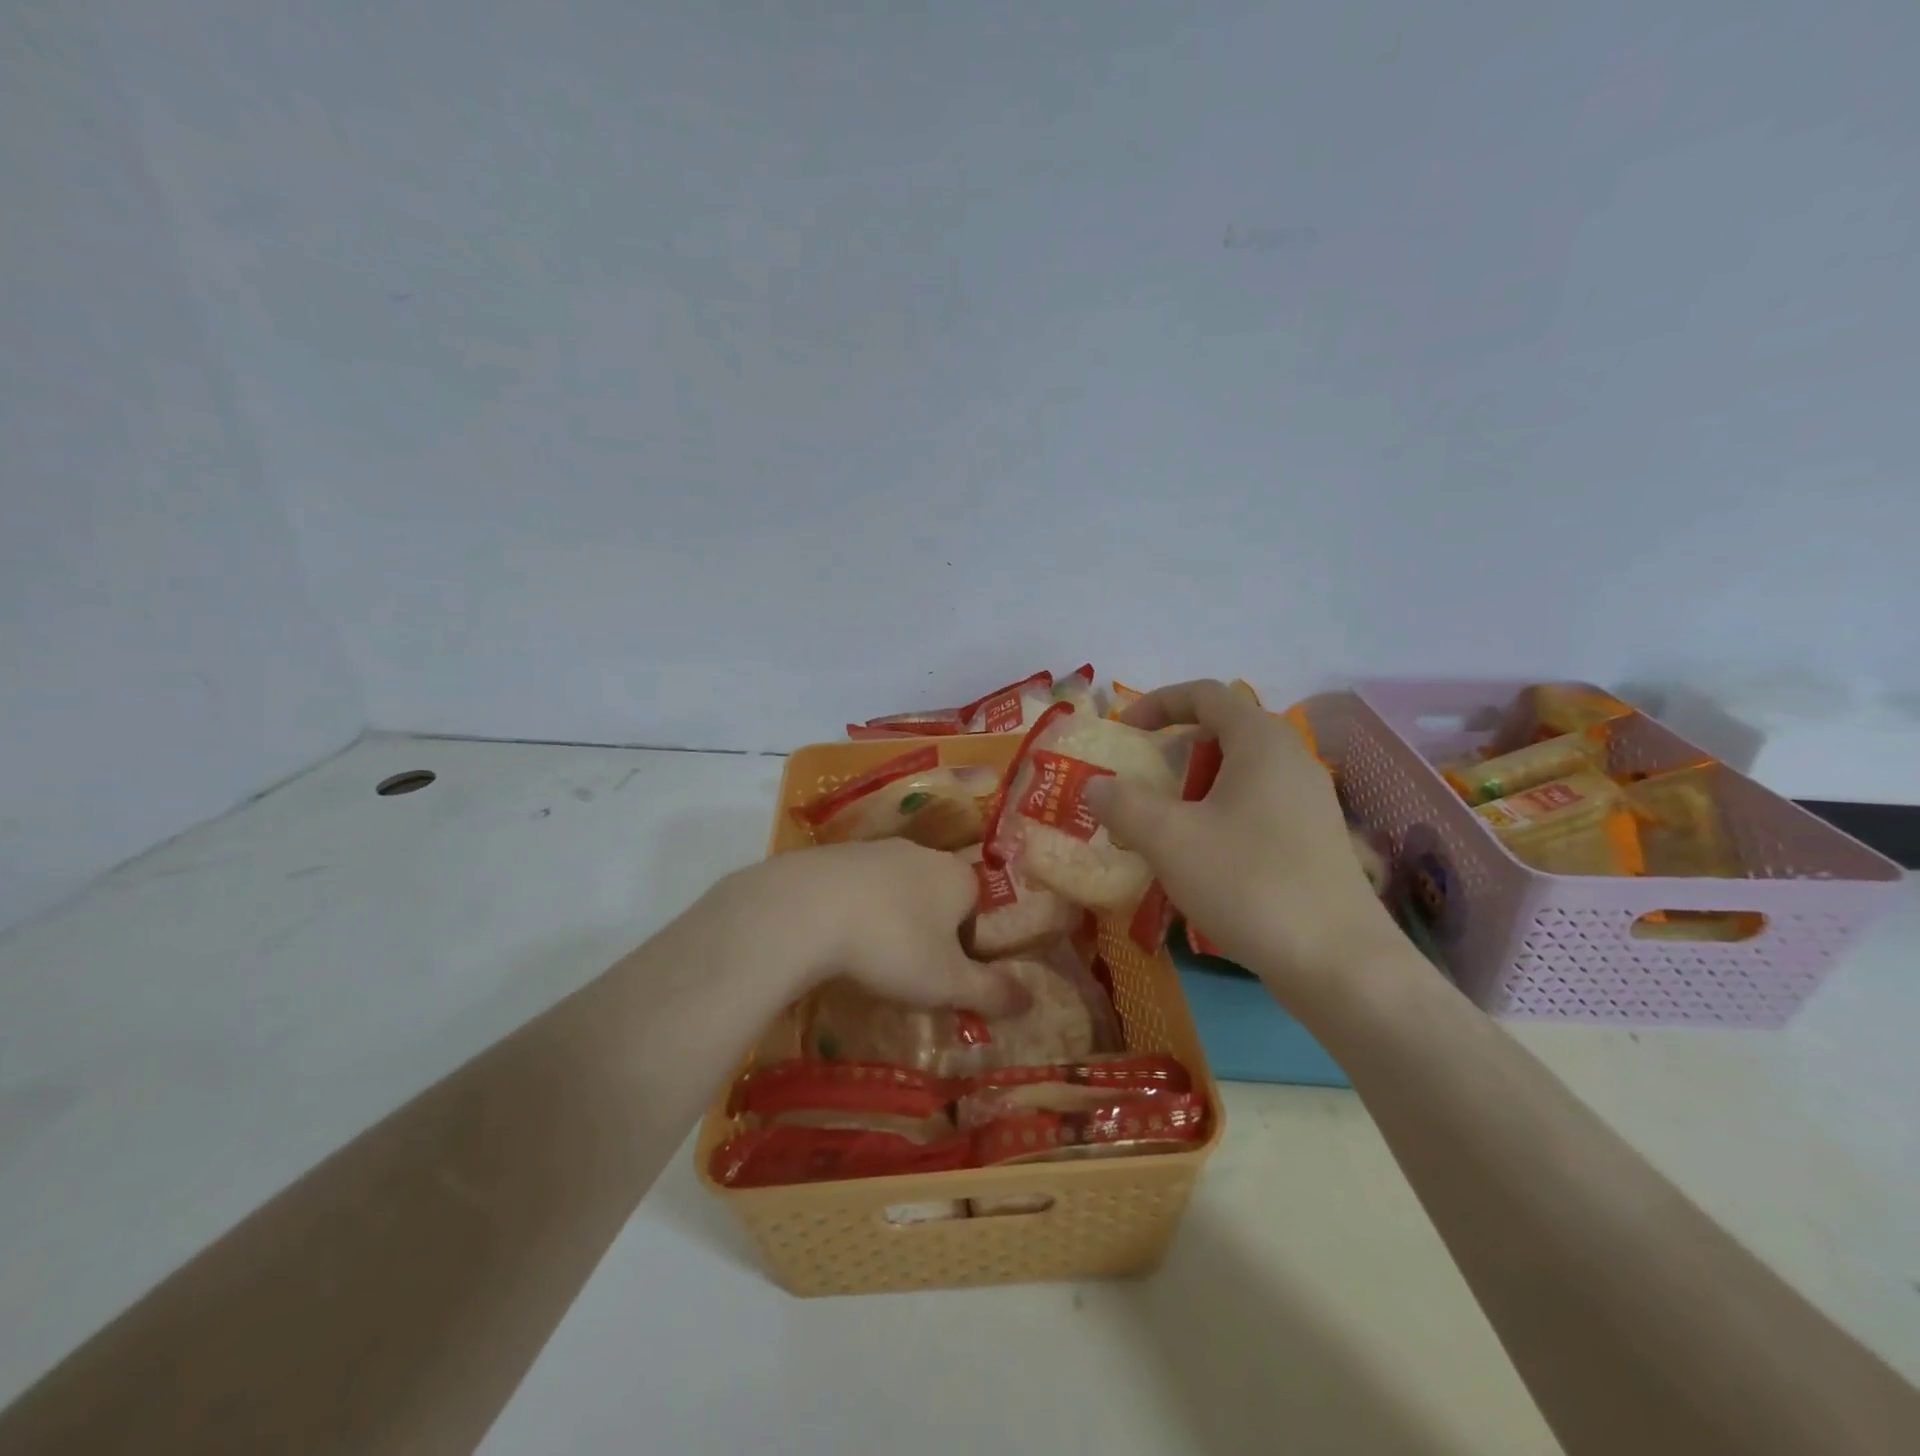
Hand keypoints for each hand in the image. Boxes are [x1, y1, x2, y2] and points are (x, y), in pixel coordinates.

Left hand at [708, 840, 1021, 1014]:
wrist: (807, 908)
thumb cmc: (892, 945)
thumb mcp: (947, 983)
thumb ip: (991, 993)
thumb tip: (1032, 1002)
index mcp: (958, 877)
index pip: (977, 909)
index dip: (965, 945)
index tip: (942, 975)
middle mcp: (922, 853)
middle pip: (936, 895)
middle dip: (927, 930)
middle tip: (905, 969)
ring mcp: (876, 849)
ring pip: (895, 889)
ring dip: (889, 918)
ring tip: (868, 956)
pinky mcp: (835, 854)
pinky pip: (856, 886)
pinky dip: (853, 908)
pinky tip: (835, 936)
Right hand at [1087, 680, 1404, 1003]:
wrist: (1339, 963)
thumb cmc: (1249, 882)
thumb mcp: (1169, 839)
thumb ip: (1123, 804)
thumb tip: (1096, 785)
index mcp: (1261, 742)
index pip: (1206, 694)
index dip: (1158, 703)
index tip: (1124, 732)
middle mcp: (1292, 760)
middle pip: (1224, 732)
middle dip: (1174, 750)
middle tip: (1141, 782)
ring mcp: (1309, 802)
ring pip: (1240, 774)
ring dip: (1194, 788)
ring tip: (1163, 824)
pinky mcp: (1314, 841)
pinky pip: (1256, 806)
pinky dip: (1219, 814)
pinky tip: (1200, 859)